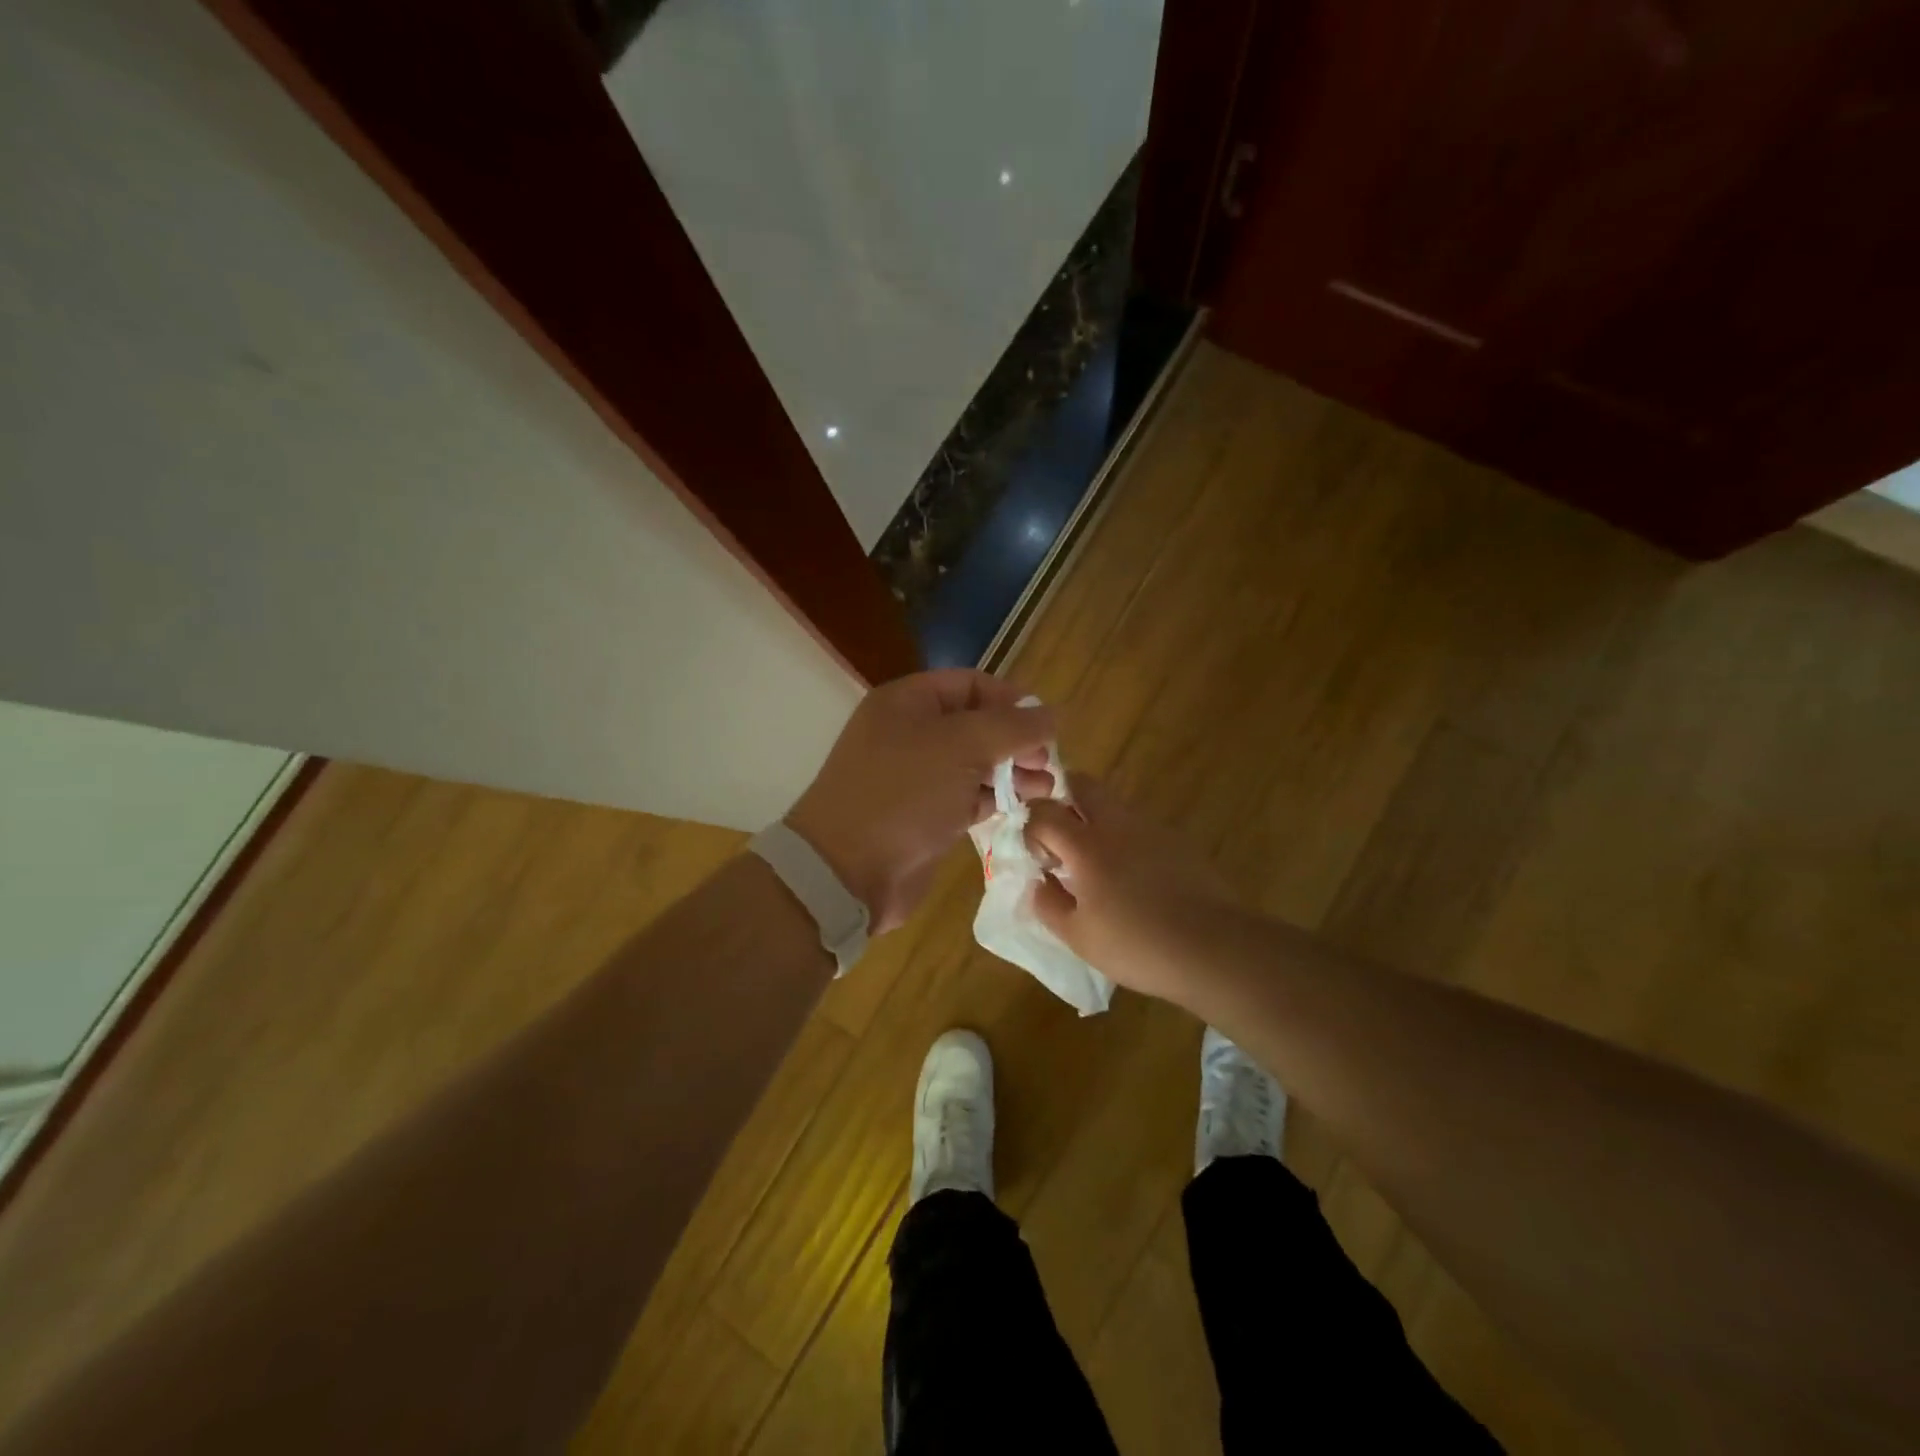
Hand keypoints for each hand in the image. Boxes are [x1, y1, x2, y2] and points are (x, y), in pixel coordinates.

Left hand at [787, 670, 1053, 933]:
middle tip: (1047, 763)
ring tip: (1046, 788)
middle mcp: (910, 733)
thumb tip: (1052, 714)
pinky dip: (995, 799)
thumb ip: (1012, 727)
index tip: (1046, 727)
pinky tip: (1024, 807)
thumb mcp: (962, 747)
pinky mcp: (924, 816)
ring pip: (974, 764)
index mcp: (908, 702)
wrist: (847, 871)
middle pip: (976, 725)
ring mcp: (915, 777)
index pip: (971, 685)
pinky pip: (967, 797)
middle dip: (1015, 740)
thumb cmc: (904, 793)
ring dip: (1012, 772)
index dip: (1011, 700)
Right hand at [1024, 776, 1236, 1007]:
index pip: (1043, 812)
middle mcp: (1117, 824)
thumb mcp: (1077, 936)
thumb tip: (1039, 882)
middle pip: (1082, 784)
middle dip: (1062, 798)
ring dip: (1095, 819)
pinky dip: (1126, 839)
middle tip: (1060, 834)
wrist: (1212, 947)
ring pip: (1113, 803)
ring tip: (1098, 864)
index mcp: (1086, 845)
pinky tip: (1135, 878)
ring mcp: (1151, 828)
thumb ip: (1048, 904)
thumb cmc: (1135, 944)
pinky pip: (1140, 826)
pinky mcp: (1178, 841)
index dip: (1032, 830)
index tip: (1041, 859)